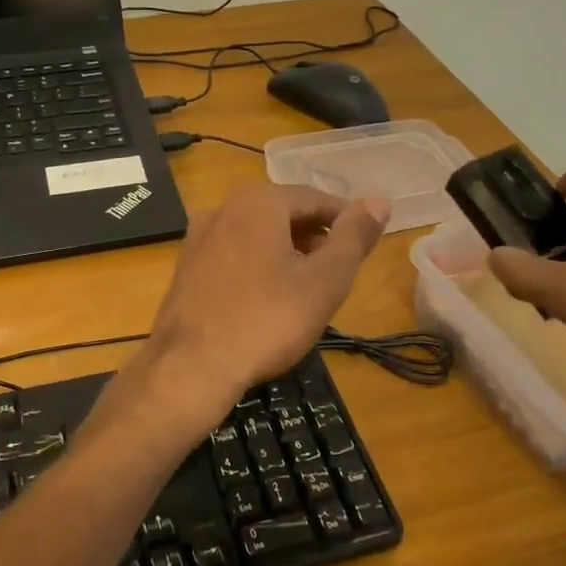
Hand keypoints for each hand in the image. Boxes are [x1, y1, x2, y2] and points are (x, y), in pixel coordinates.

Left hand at [144, 182, 390, 407]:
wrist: (190, 367)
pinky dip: (258, 263)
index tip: (365, 243)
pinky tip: (269, 296)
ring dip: (287, 250)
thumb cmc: (266, 321)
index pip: (315, 198)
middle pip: (283, 212)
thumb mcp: (324, 281)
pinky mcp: (186, 265)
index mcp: (258, 201)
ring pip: (256, 232)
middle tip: (341, 267)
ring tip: (310, 284)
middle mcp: (223, 207)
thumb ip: (353, 238)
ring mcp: (198, 236)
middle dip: (315, 235)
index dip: (345, 219)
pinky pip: (233, 252)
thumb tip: (379, 201)